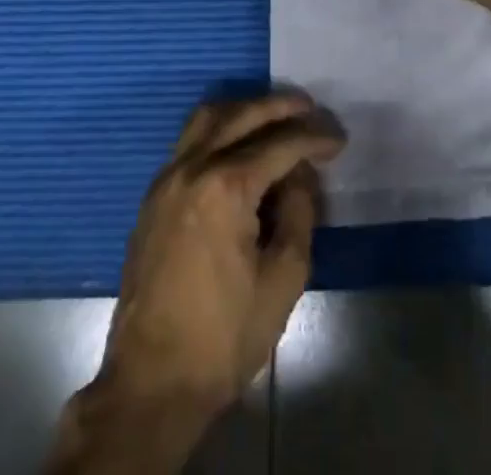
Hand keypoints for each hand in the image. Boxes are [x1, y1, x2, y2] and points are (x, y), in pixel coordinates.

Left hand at [93, 93, 343, 434]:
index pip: (280, 144)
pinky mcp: (153, 196)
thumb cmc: (224, 336)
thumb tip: (299, 175)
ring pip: (208, 118)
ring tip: (274, 116)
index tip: (338, 140)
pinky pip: (189, 141)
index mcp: (225, 186)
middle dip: (281, 107)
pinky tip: (239, 145)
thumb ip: (298, 213)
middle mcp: (192, 167)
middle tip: (311, 109)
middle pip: (242, 115)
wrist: (151, 383)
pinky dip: (219, 129)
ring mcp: (167, 179)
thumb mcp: (283, 279)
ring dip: (244, 110)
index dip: (314, 138)